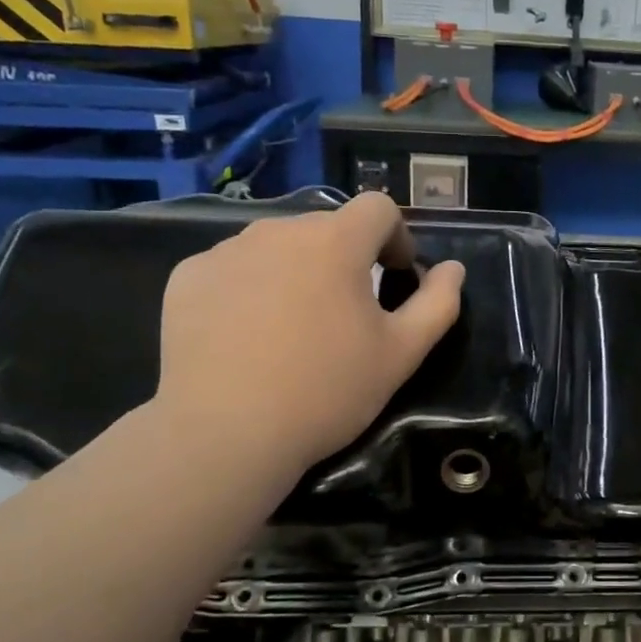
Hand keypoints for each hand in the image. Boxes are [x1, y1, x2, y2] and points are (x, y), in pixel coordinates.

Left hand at [153, 193, 464, 471]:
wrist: (225, 434)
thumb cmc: (326, 391)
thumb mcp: (402, 353)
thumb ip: (438, 303)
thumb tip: (452, 269)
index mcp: (335, 242)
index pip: (378, 207)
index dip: (397, 237)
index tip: (396, 276)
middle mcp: (278, 230)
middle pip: (327, 226)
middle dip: (348, 257)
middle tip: (348, 312)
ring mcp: (226, 251)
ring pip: (278, 244)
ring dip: (299, 269)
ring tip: (296, 325)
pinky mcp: (188, 277)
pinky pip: (235, 267)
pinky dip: (252, 286)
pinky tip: (248, 335)